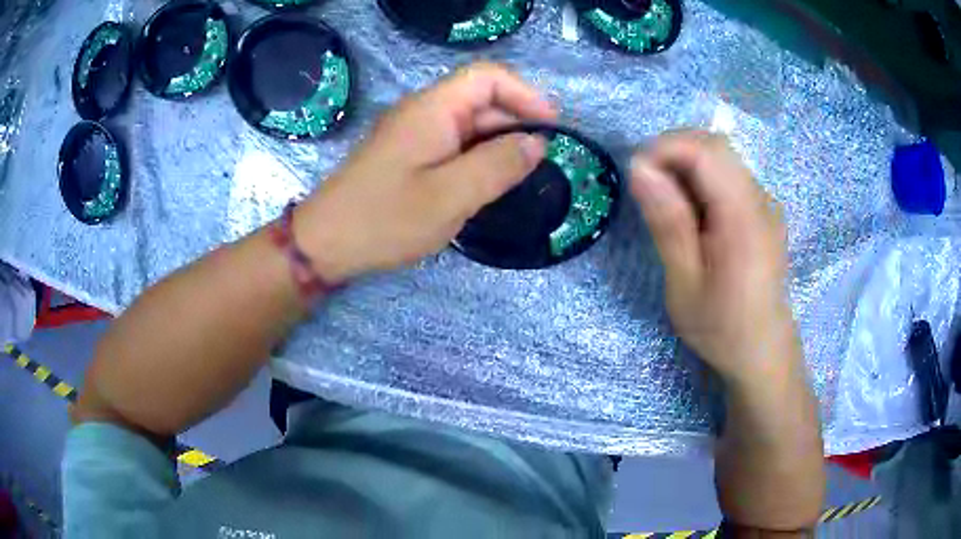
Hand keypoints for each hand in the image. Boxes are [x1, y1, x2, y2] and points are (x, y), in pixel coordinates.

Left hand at [294, 62, 555, 281]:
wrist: (325, 243)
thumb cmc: (385, 219)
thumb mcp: (451, 196)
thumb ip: (498, 165)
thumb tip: (537, 142)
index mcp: (433, 108)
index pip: (488, 77)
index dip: (525, 94)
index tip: (551, 127)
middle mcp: (423, 111)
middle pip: (481, 99)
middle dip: (516, 123)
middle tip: (539, 163)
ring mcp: (413, 132)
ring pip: (468, 124)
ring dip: (497, 144)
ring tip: (517, 178)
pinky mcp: (407, 154)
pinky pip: (452, 143)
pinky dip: (476, 157)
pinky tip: (485, 185)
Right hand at [630, 131, 798, 383]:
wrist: (762, 351)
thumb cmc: (721, 327)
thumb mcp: (685, 285)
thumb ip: (667, 223)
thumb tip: (640, 168)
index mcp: (745, 218)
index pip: (706, 151)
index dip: (665, 148)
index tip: (635, 176)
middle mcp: (761, 200)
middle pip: (714, 145)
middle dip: (672, 153)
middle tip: (647, 189)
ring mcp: (765, 202)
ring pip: (720, 157)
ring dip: (684, 166)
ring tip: (667, 206)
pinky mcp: (762, 209)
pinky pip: (727, 176)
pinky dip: (700, 180)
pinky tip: (692, 215)